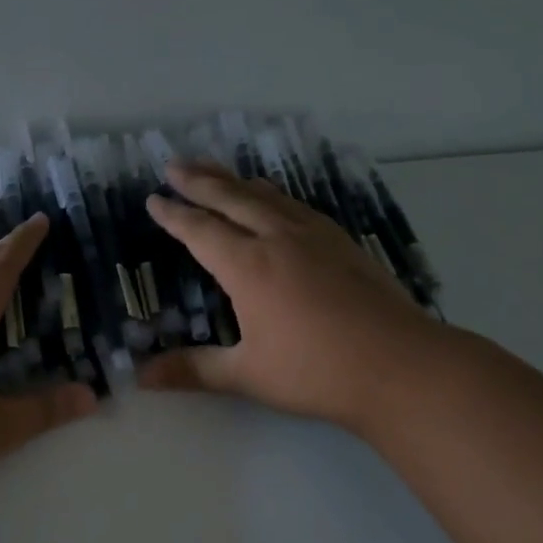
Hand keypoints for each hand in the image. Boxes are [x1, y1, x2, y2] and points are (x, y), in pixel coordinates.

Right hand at [140, 161, 447, 435]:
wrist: (401, 366)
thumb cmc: (317, 373)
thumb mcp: (248, 375)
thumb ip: (193, 370)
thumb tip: (141, 378)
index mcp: (248, 266)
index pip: (200, 230)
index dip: (174, 215)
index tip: (153, 199)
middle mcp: (278, 239)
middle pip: (231, 199)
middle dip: (199, 180)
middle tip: (174, 164)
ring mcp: (314, 236)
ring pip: (266, 196)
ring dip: (235, 181)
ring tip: (216, 169)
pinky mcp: (342, 242)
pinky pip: (297, 206)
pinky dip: (274, 194)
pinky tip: (275, 198)